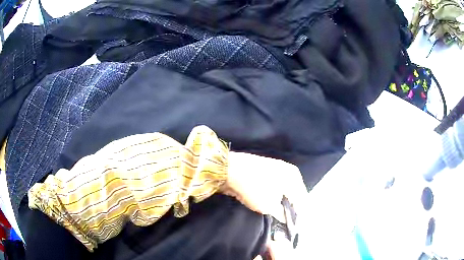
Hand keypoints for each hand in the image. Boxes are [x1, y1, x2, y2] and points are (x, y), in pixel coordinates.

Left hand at [220, 152, 307, 222]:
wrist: (229, 170)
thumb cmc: (254, 188)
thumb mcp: (269, 206)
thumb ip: (282, 213)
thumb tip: (286, 218)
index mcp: (294, 177)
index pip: (302, 199)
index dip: (299, 214)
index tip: (295, 225)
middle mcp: (288, 170)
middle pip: (293, 194)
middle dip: (290, 208)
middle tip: (286, 221)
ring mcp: (275, 168)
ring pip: (283, 190)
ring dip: (281, 202)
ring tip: (278, 215)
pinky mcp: (264, 170)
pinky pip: (273, 186)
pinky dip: (273, 196)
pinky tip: (269, 204)